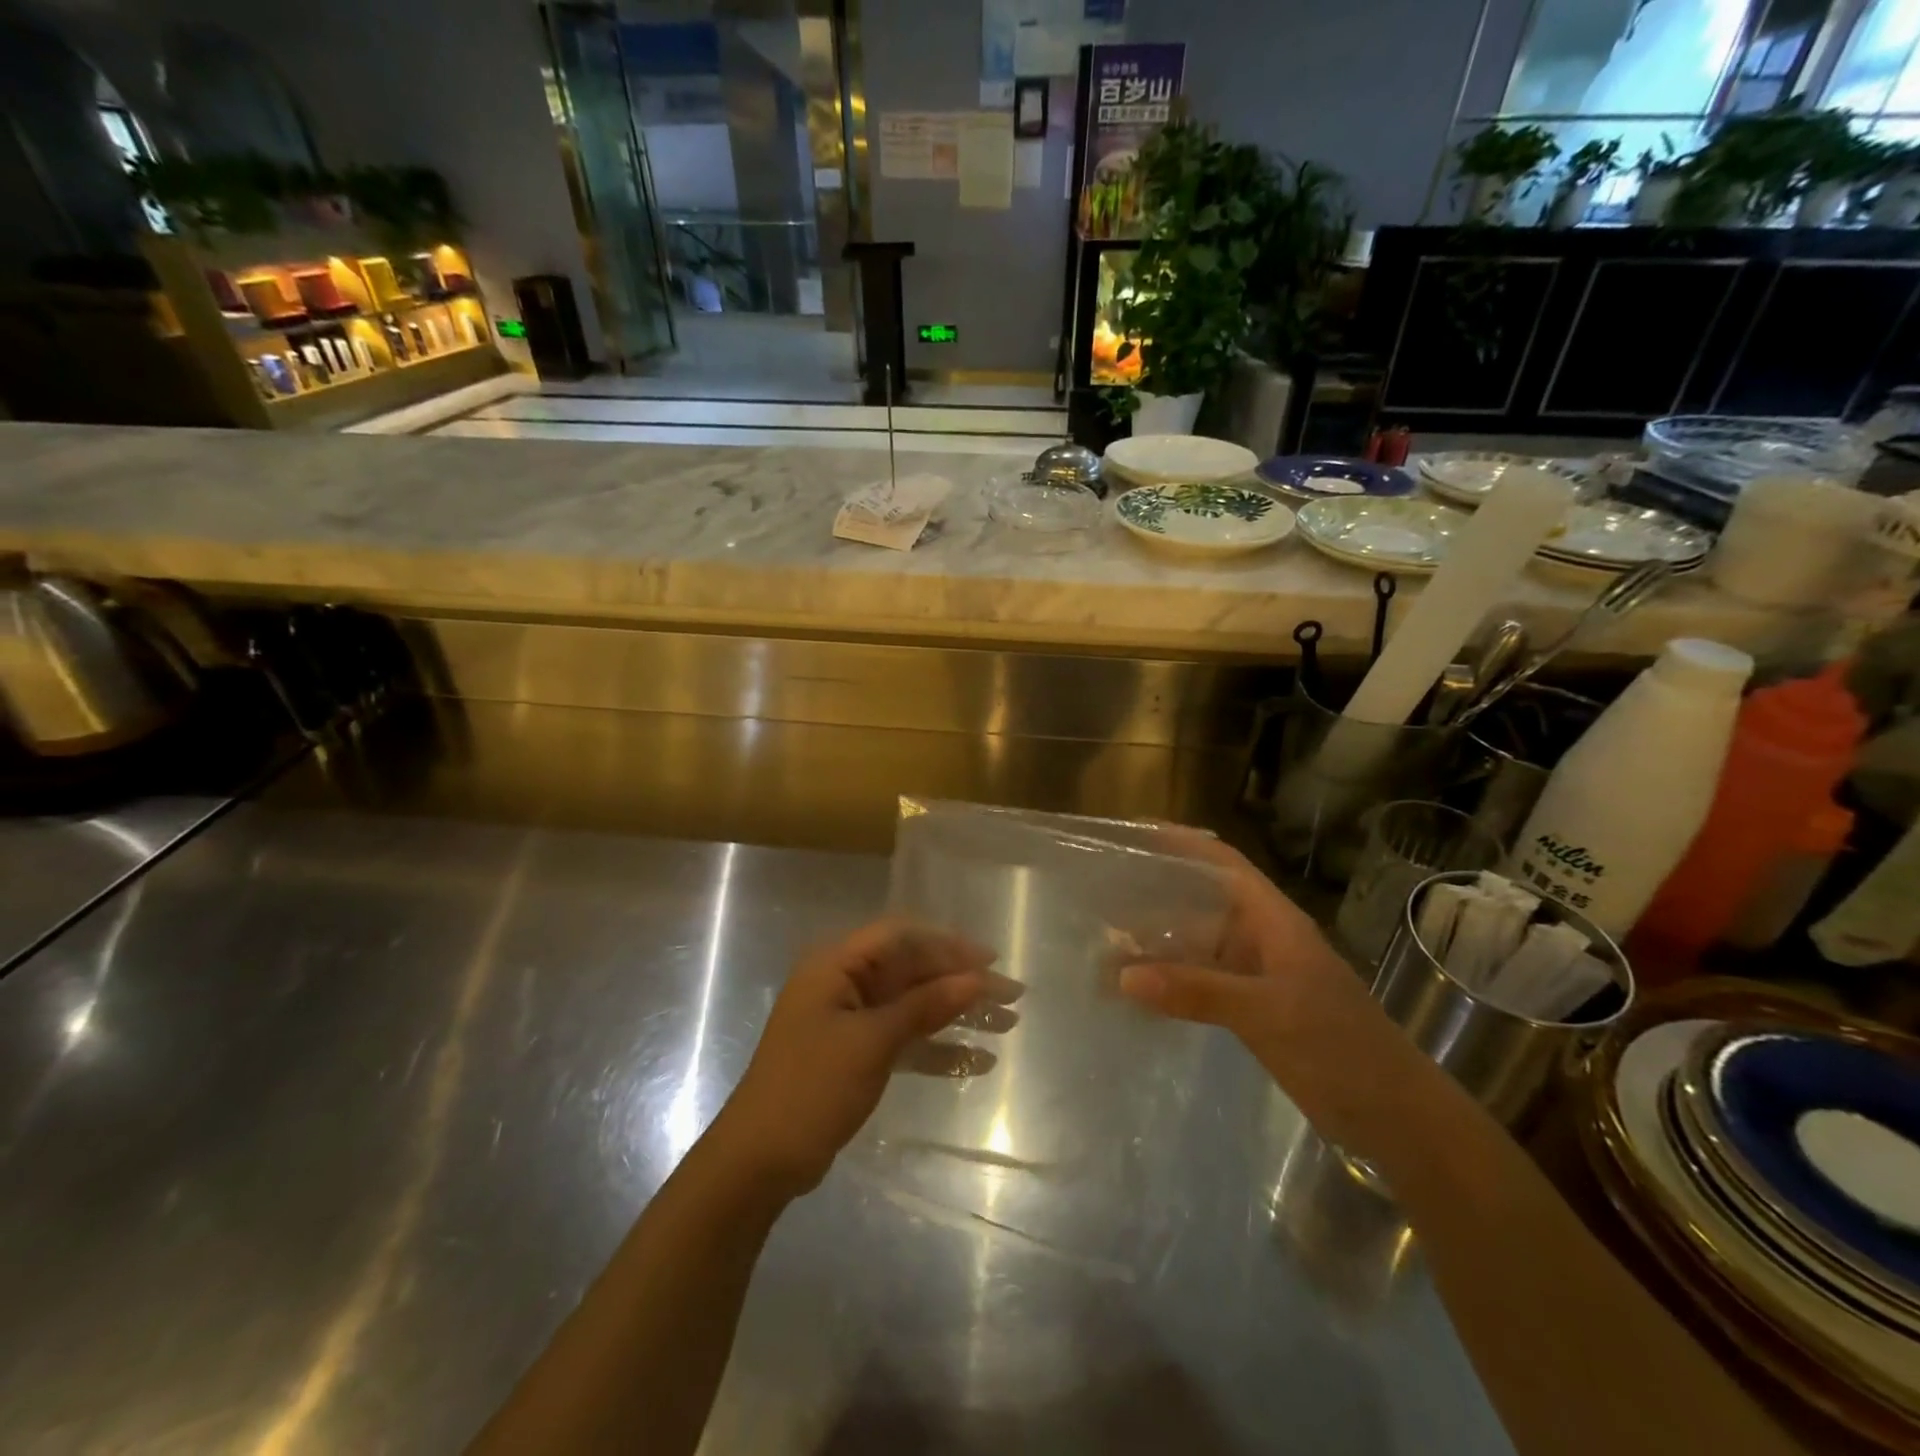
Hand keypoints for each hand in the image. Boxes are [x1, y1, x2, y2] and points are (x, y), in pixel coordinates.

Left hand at [712, 919, 1015, 1197]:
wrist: (758, 1162)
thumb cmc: (810, 1088)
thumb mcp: (871, 1042)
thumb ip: (924, 1007)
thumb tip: (976, 979)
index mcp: (836, 965)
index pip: (901, 937)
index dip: (948, 944)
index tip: (991, 960)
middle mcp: (844, 983)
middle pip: (912, 971)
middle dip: (961, 982)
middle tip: (1011, 996)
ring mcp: (851, 1020)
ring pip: (914, 1006)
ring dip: (957, 1015)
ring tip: (1008, 1025)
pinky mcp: (858, 1054)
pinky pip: (906, 1040)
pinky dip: (939, 1049)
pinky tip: (978, 1062)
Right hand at [1117, 829, 1436, 1158]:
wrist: (1398, 1119)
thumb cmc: (1341, 1049)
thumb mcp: (1268, 1013)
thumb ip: (1197, 990)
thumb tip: (1123, 974)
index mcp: (1274, 921)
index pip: (1224, 865)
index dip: (1182, 842)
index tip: (1135, 832)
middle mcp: (1263, 939)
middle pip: (1204, 901)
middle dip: (1158, 892)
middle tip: (1103, 890)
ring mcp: (1259, 976)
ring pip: (1200, 944)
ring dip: (1160, 941)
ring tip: (1107, 939)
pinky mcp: (1255, 1010)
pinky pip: (1203, 982)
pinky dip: (1172, 980)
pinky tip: (1140, 990)